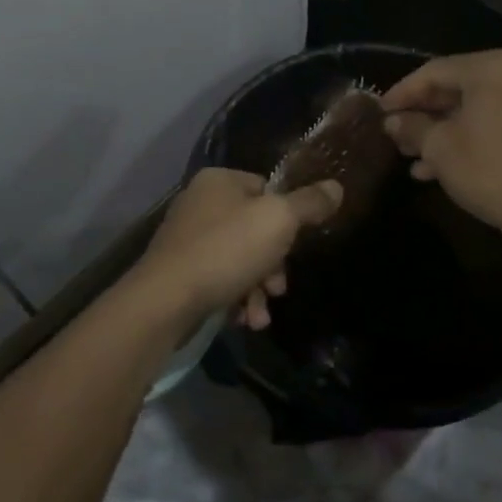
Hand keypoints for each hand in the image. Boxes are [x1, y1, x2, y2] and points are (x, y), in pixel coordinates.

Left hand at [131, 168, 341, 329]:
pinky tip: (242, 320)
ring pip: (240, 259)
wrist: (165, 300)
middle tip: (277, 288)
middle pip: (255, 228)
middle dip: (273, 264)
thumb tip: (336, 187)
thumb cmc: (226, 250)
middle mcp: (200, 202)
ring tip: (259, 316)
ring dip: (257, 288)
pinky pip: (219, 279)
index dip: (287, 218)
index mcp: (220, 180)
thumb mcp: (278, 221)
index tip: (295, 245)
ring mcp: (187, 238)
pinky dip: (235, 298)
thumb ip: (309, 204)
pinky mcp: (179, 271)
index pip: (267, 189)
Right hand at [381, 51, 501, 240]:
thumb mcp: (439, 147)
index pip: (434, 71)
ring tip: (408, 154)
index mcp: (491, 69)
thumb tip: (391, 121)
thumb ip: (412, 127)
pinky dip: (463, 139)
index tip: (379, 111)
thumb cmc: (488, 168)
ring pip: (470, 110)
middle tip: (393, 132)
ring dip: (438, 131)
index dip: (402, 92)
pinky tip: (432, 168)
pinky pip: (489, 124)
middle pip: (453, 88)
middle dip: (420, 114)